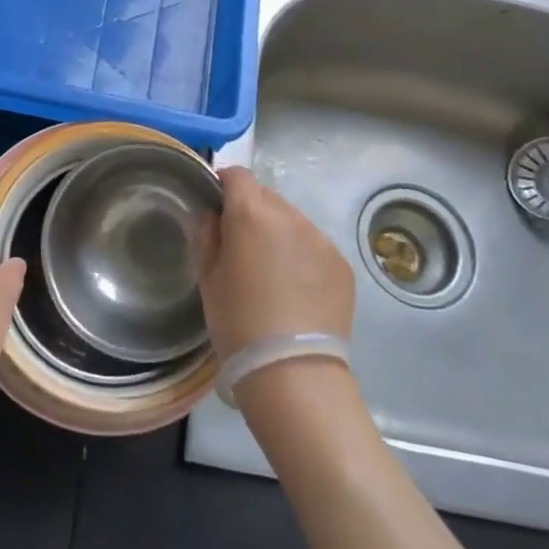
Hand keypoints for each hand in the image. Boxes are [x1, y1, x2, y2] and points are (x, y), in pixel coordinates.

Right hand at [201, 167, 354, 362]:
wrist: (293, 373)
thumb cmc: (238, 323)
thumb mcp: (208, 279)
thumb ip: (207, 237)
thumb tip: (212, 216)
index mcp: (251, 214)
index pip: (237, 175)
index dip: (224, 186)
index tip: (216, 208)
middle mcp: (290, 217)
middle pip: (266, 196)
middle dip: (252, 212)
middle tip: (242, 247)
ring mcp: (320, 240)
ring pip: (293, 221)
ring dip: (279, 234)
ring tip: (272, 273)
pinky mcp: (342, 265)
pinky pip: (314, 246)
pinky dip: (302, 256)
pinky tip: (296, 290)